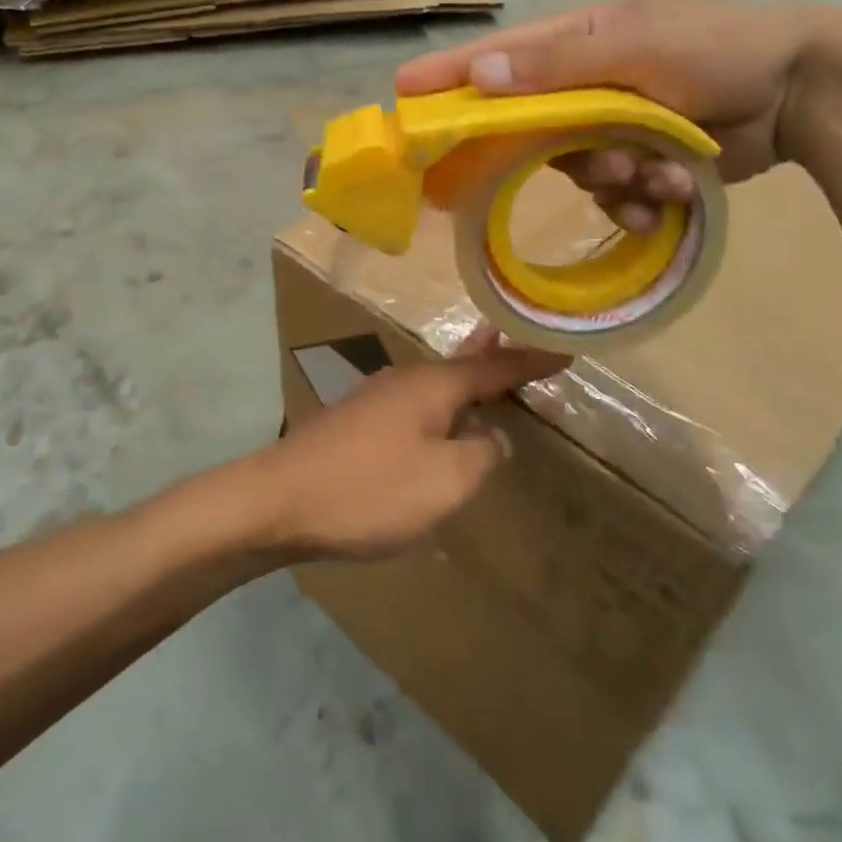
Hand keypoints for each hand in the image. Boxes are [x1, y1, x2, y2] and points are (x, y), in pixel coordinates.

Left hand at [250, 330, 568, 561]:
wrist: (278, 500)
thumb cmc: (368, 489)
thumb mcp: (443, 482)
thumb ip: (480, 455)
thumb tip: (491, 437)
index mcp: (432, 386)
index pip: (495, 368)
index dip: (531, 362)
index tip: (564, 351)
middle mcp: (405, 381)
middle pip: (461, 364)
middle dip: (493, 356)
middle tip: (521, 342)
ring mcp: (376, 399)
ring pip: (435, 382)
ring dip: (465, 378)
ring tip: (487, 370)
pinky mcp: (357, 422)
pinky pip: (415, 403)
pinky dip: (441, 404)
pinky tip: (440, 419)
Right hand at [395, 0, 822, 228]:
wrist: (801, 90)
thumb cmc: (717, 48)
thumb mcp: (637, 47)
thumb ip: (558, 66)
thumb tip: (478, 76)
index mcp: (576, 46)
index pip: (496, 61)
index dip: (449, 78)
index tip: (403, 95)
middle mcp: (584, 87)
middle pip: (533, 132)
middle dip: (566, 155)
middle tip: (604, 163)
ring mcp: (612, 128)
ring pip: (576, 172)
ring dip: (617, 180)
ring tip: (662, 172)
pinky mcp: (640, 163)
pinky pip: (614, 196)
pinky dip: (642, 200)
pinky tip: (676, 191)